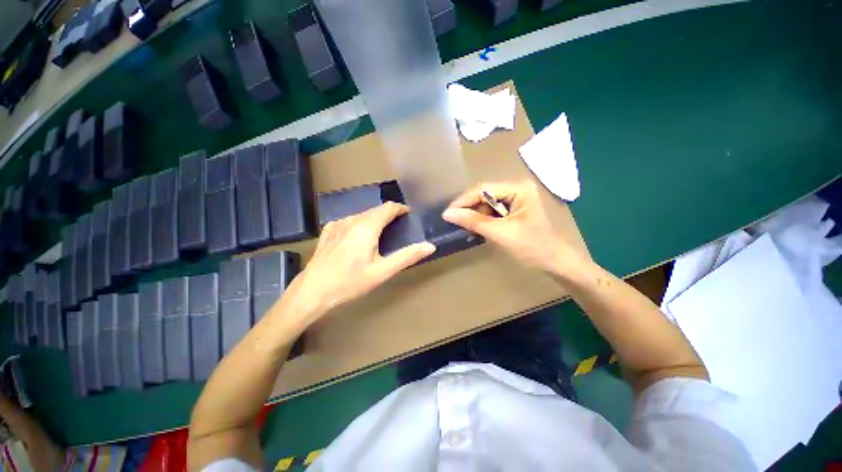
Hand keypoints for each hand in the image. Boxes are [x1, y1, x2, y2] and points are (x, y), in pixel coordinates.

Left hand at [288, 202, 435, 320]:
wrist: (312, 291)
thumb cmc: (350, 282)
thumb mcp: (382, 272)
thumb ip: (407, 257)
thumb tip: (429, 246)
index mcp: (367, 227)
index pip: (388, 207)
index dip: (401, 208)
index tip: (409, 215)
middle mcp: (352, 220)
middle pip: (375, 210)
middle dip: (389, 214)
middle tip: (398, 227)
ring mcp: (337, 224)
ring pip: (362, 215)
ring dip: (374, 219)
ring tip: (381, 233)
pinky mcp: (328, 231)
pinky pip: (349, 221)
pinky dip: (360, 224)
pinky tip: (359, 237)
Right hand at [442, 181, 585, 273]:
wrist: (552, 261)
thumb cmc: (531, 246)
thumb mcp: (500, 233)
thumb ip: (473, 221)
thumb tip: (447, 214)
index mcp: (518, 189)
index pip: (483, 189)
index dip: (463, 201)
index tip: (447, 213)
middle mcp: (516, 188)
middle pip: (484, 194)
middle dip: (468, 207)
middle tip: (451, 219)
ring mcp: (514, 198)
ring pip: (485, 203)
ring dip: (473, 214)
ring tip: (460, 224)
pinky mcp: (512, 209)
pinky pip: (491, 210)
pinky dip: (481, 218)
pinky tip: (473, 226)